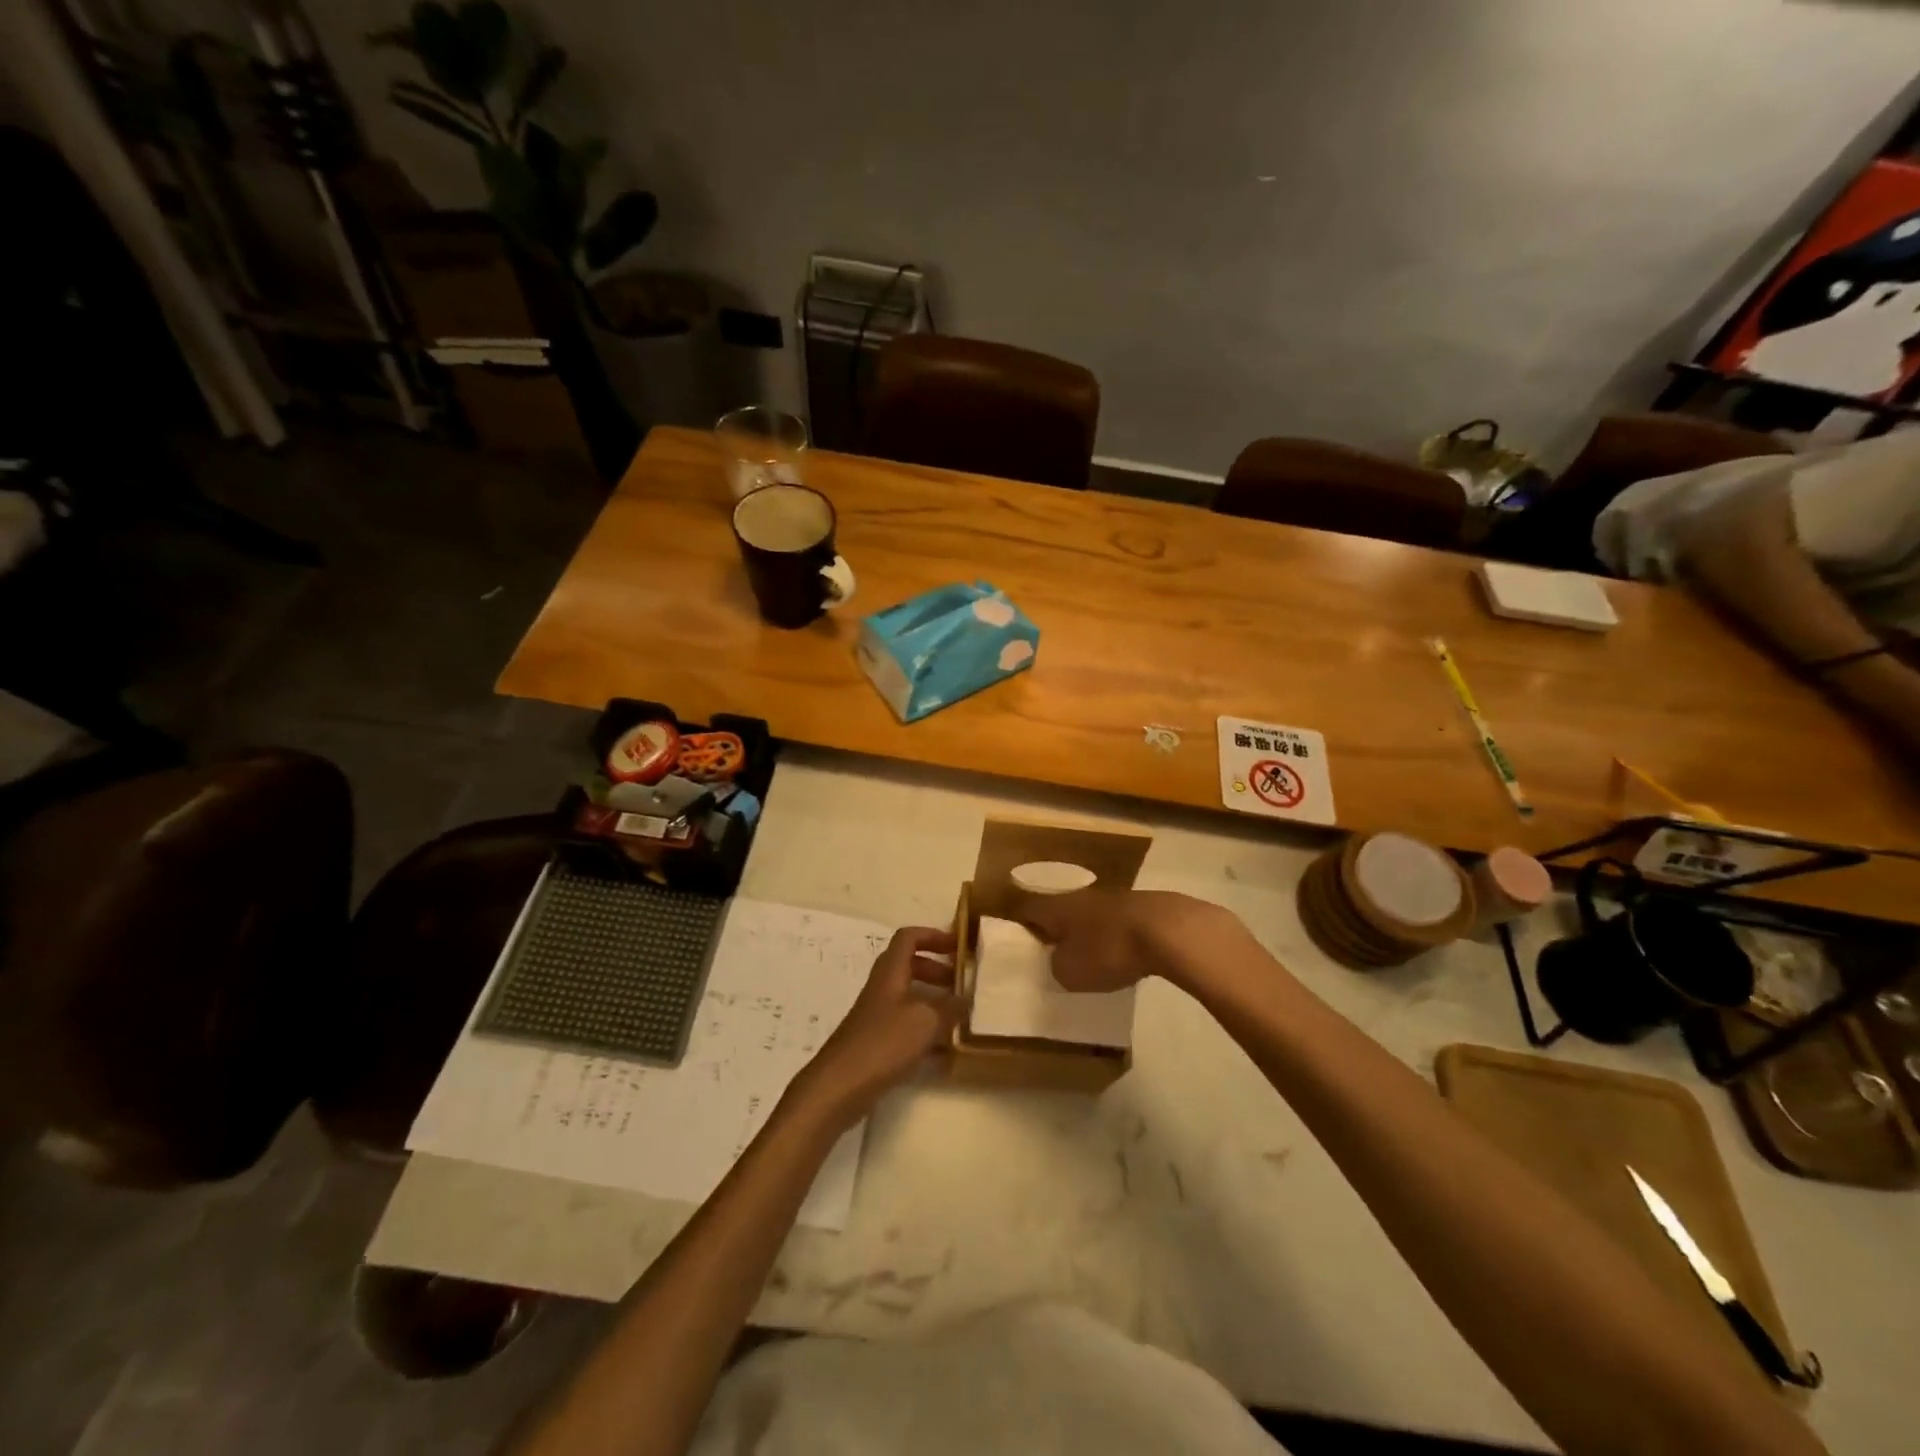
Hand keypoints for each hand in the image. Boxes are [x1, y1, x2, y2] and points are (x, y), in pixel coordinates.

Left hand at [789, 927, 960, 1125]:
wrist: (840, 1087)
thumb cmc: (883, 1043)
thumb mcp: (926, 1021)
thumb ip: (950, 1007)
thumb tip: (967, 998)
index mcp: (891, 972)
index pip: (909, 938)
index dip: (933, 935)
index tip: (958, 946)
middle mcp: (882, 988)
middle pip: (910, 966)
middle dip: (937, 970)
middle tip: (962, 983)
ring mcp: (877, 1016)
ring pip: (909, 997)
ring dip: (934, 1001)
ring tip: (960, 1016)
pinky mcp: (877, 1043)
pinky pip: (906, 1026)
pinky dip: (926, 1031)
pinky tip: (946, 1051)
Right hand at [1020, 889, 1251, 993]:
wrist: (1168, 930)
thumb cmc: (1108, 950)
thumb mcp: (1069, 972)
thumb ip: (1056, 966)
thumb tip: (1059, 960)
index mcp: (1057, 907)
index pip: (1028, 910)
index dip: (1021, 927)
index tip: (1019, 944)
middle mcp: (1080, 897)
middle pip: (1060, 911)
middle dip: (1056, 930)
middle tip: (1053, 954)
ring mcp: (1113, 899)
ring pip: (1090, 916)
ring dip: (1087, 934)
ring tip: (1088, 958)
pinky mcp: (1141, 908)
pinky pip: (1116, 924)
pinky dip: (1114, 938)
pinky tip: (1122, 956)